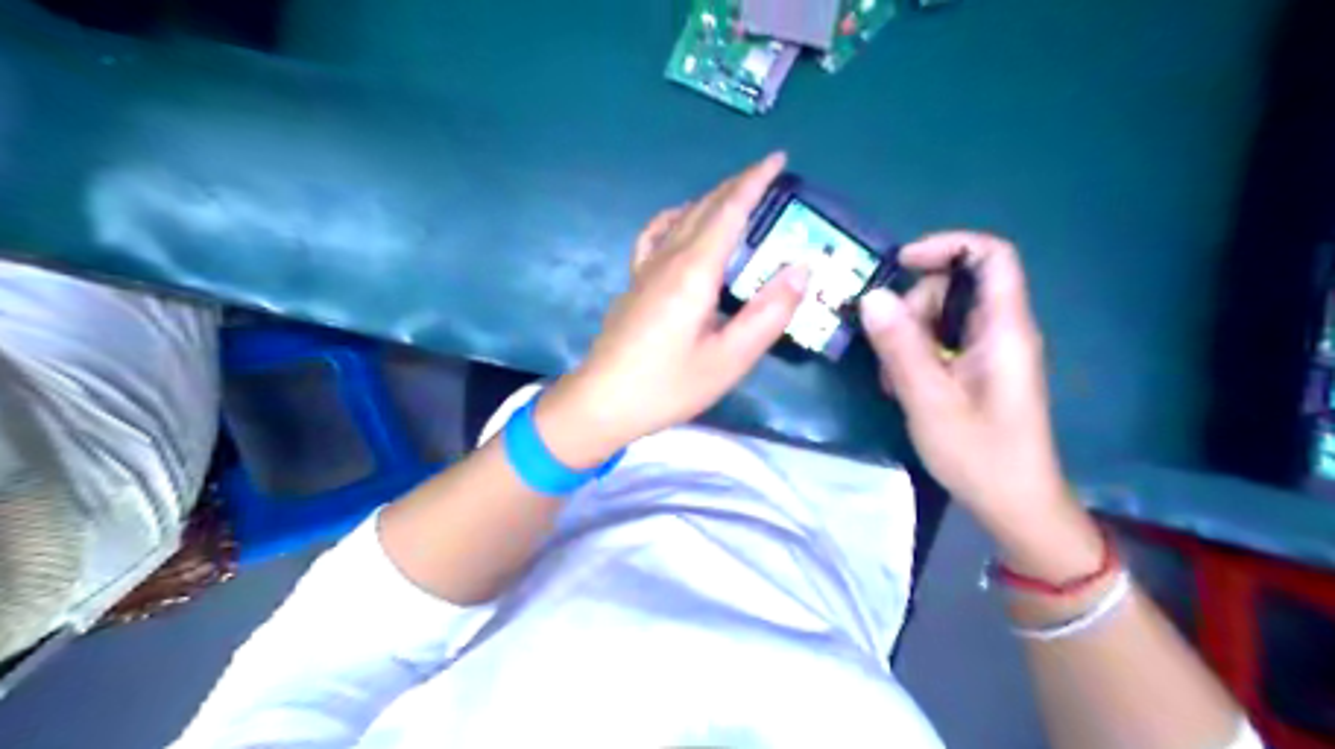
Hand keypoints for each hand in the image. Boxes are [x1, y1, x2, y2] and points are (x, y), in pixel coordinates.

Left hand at [534, 152, 807, 463]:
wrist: (603, 401)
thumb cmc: (669, 385)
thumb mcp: (729, 359)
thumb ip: (768, 313)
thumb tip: (802, 269)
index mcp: (694, 272)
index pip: (729, 212)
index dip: (755, 182)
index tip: (779, 159)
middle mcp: (668, 259)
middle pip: (705, 208)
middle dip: (738, 185)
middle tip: (769, 176)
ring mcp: (646, 269)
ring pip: (682, 218)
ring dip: (712, 200)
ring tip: (737, 199)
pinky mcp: (634, 283)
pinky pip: (655, 236)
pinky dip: (676, 219)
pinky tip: (682, 224)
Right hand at [860, 232, 1069, 524]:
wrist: (1014, 505)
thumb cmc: (980, 454)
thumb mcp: (930, 400)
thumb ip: (901, 346)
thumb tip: (872, 297)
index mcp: (1004, 329)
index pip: (991, 256)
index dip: (947, 245)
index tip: (900, 263)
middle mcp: (1002, 331)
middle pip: (956, 286)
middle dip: (914, 305)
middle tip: (888, 345)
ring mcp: (990, 352)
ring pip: (943, 316)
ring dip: (909, 335)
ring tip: (893, 378)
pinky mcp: (979, 371)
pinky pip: (943, 343)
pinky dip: (917, 355)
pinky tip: (902, 387)